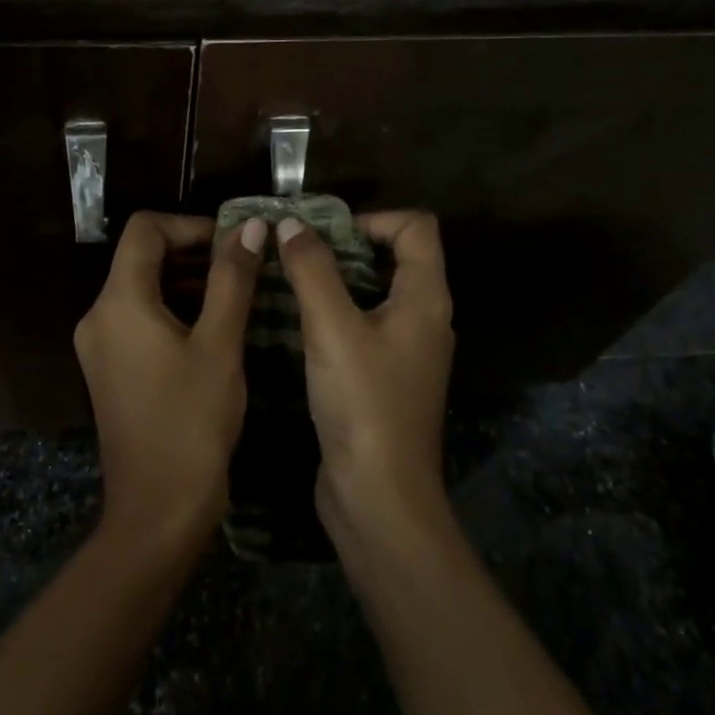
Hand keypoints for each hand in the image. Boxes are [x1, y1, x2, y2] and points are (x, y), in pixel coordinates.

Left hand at [74, 211, 266, 545]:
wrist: (157, 509)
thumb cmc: (192, 422)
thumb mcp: (220, 344)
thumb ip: (233, 278)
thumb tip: (251, 226)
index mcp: (118, 302)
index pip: (145, 229)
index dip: (190, 225)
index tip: (233, 242)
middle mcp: (98, 315)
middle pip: (141, 257)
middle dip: (192, 252)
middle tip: (243, 266)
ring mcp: (100, 345)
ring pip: (141, 288)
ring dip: (186, 281)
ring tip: (236, 294)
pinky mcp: (109, 369)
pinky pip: (138, 319)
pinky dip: (173, 309)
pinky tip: (212, 327)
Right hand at [275, 210, 454, 543]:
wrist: (379, 496)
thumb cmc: (364, 404)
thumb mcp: (332, 328)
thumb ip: (311, 270)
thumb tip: (291, 223)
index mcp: (426, 298)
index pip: (416, 227)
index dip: (373, 218)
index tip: (325, 233)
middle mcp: (424, 319)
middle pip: (396, 257)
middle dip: (346, 246)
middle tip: (297, 251)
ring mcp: (407, 351)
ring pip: (376, 293)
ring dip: (336, 280)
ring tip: (289, 280)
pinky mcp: (386, 378)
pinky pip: (364, 327)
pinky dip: (335, 314)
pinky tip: (297, 324)